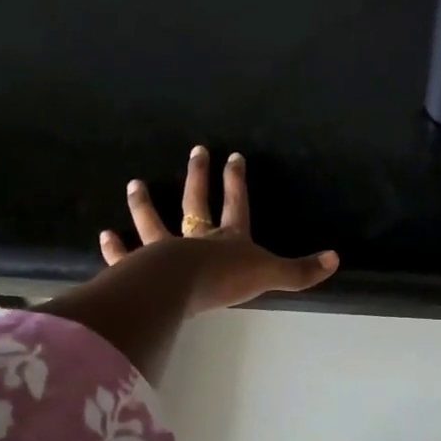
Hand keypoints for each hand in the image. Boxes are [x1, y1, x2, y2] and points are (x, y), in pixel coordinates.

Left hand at [99, 146, 338, 315]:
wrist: (182, 288)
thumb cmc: (226, 279)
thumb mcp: (270, 274)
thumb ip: (301, 271)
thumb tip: (336, 259)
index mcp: (228, 239)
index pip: (236, 204)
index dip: (236, 182)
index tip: (233, 156)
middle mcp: (196, 240)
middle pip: (196, 203)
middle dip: (197, 177)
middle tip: (196, 151)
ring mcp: (165, 252)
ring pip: (154, 224)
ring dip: (143, 205)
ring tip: (133, 185)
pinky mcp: (141, 270)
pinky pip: (126, 257)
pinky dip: (115, 250)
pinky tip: (105, 237)